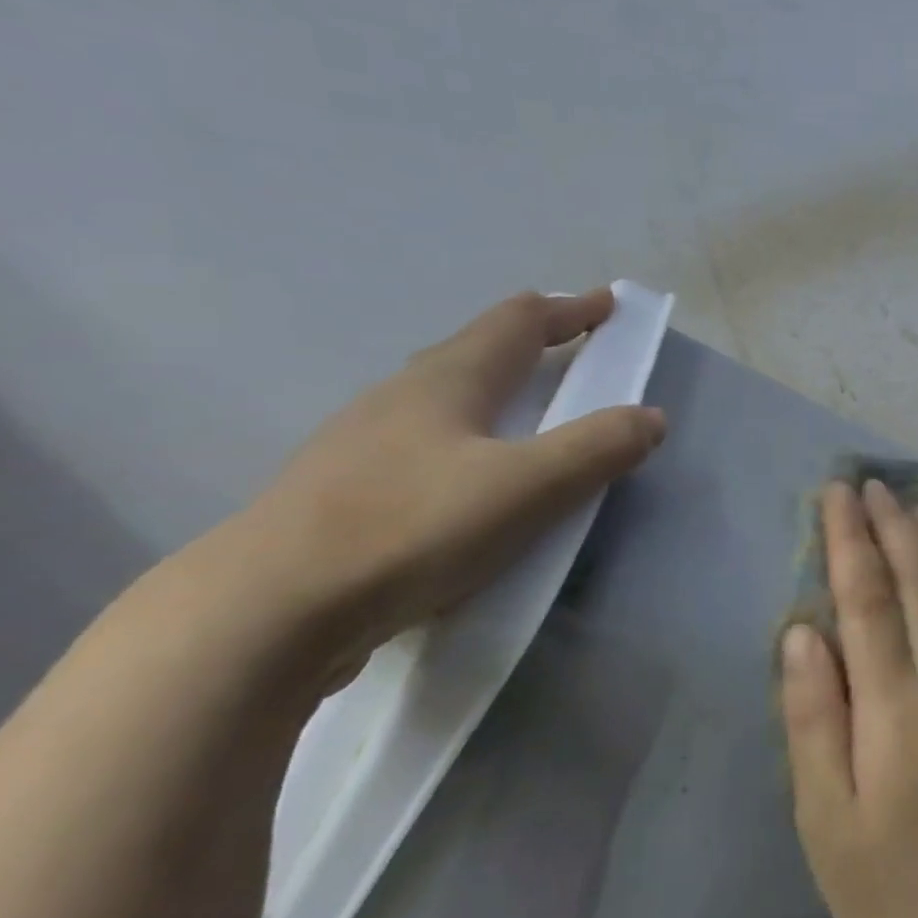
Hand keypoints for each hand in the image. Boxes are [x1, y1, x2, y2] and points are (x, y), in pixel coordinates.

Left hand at [235, 289, 665, 691]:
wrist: (266, 613)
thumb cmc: (413, 528)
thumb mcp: (529, 486)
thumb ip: (598, 447)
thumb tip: (651, 417)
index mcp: (448, 380)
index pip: (518, 321)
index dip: (569, 309)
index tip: (607, 304)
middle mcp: (402, 397)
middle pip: (476, 349)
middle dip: (532, 341)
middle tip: (572, 349)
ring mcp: (363, 444)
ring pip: (445, 396)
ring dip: (496, 388)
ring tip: (527, 411)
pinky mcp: (344, 492)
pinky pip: (425, 443)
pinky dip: (467, 436)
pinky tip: (469, 477)